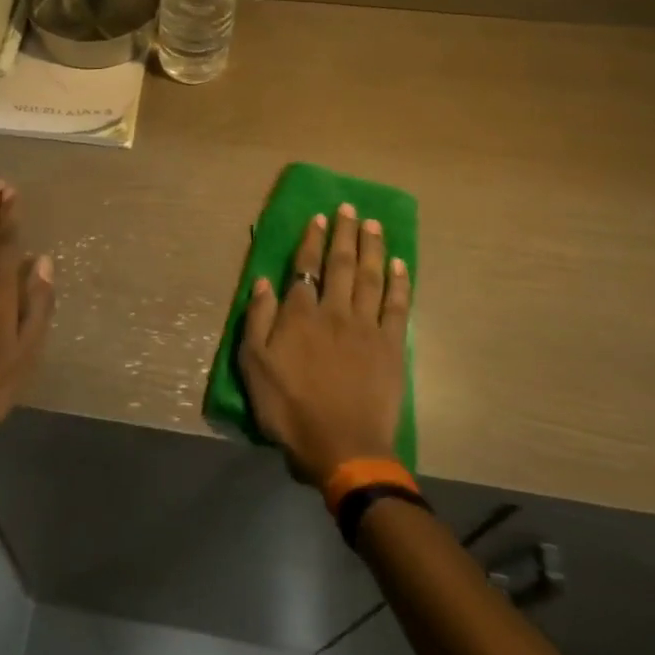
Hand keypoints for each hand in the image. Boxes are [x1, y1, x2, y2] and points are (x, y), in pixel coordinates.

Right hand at [240, 203, 409, 483]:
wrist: (342, 446)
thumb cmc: (289, 407)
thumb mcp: (254, 364)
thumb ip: (257, 319)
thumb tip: (264, 281)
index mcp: (300, 314)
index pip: (306, 267)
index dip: (312, 240)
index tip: (320, 217)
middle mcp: (335, 311)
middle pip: (342, 264)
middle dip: (345, 234)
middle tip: (350, 208)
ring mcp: (367, 328)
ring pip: (371, 277)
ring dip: (373, 248)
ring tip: (374, 225)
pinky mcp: (391, 347)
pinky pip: (397, 306)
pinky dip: (399, 283)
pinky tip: (400, 265)